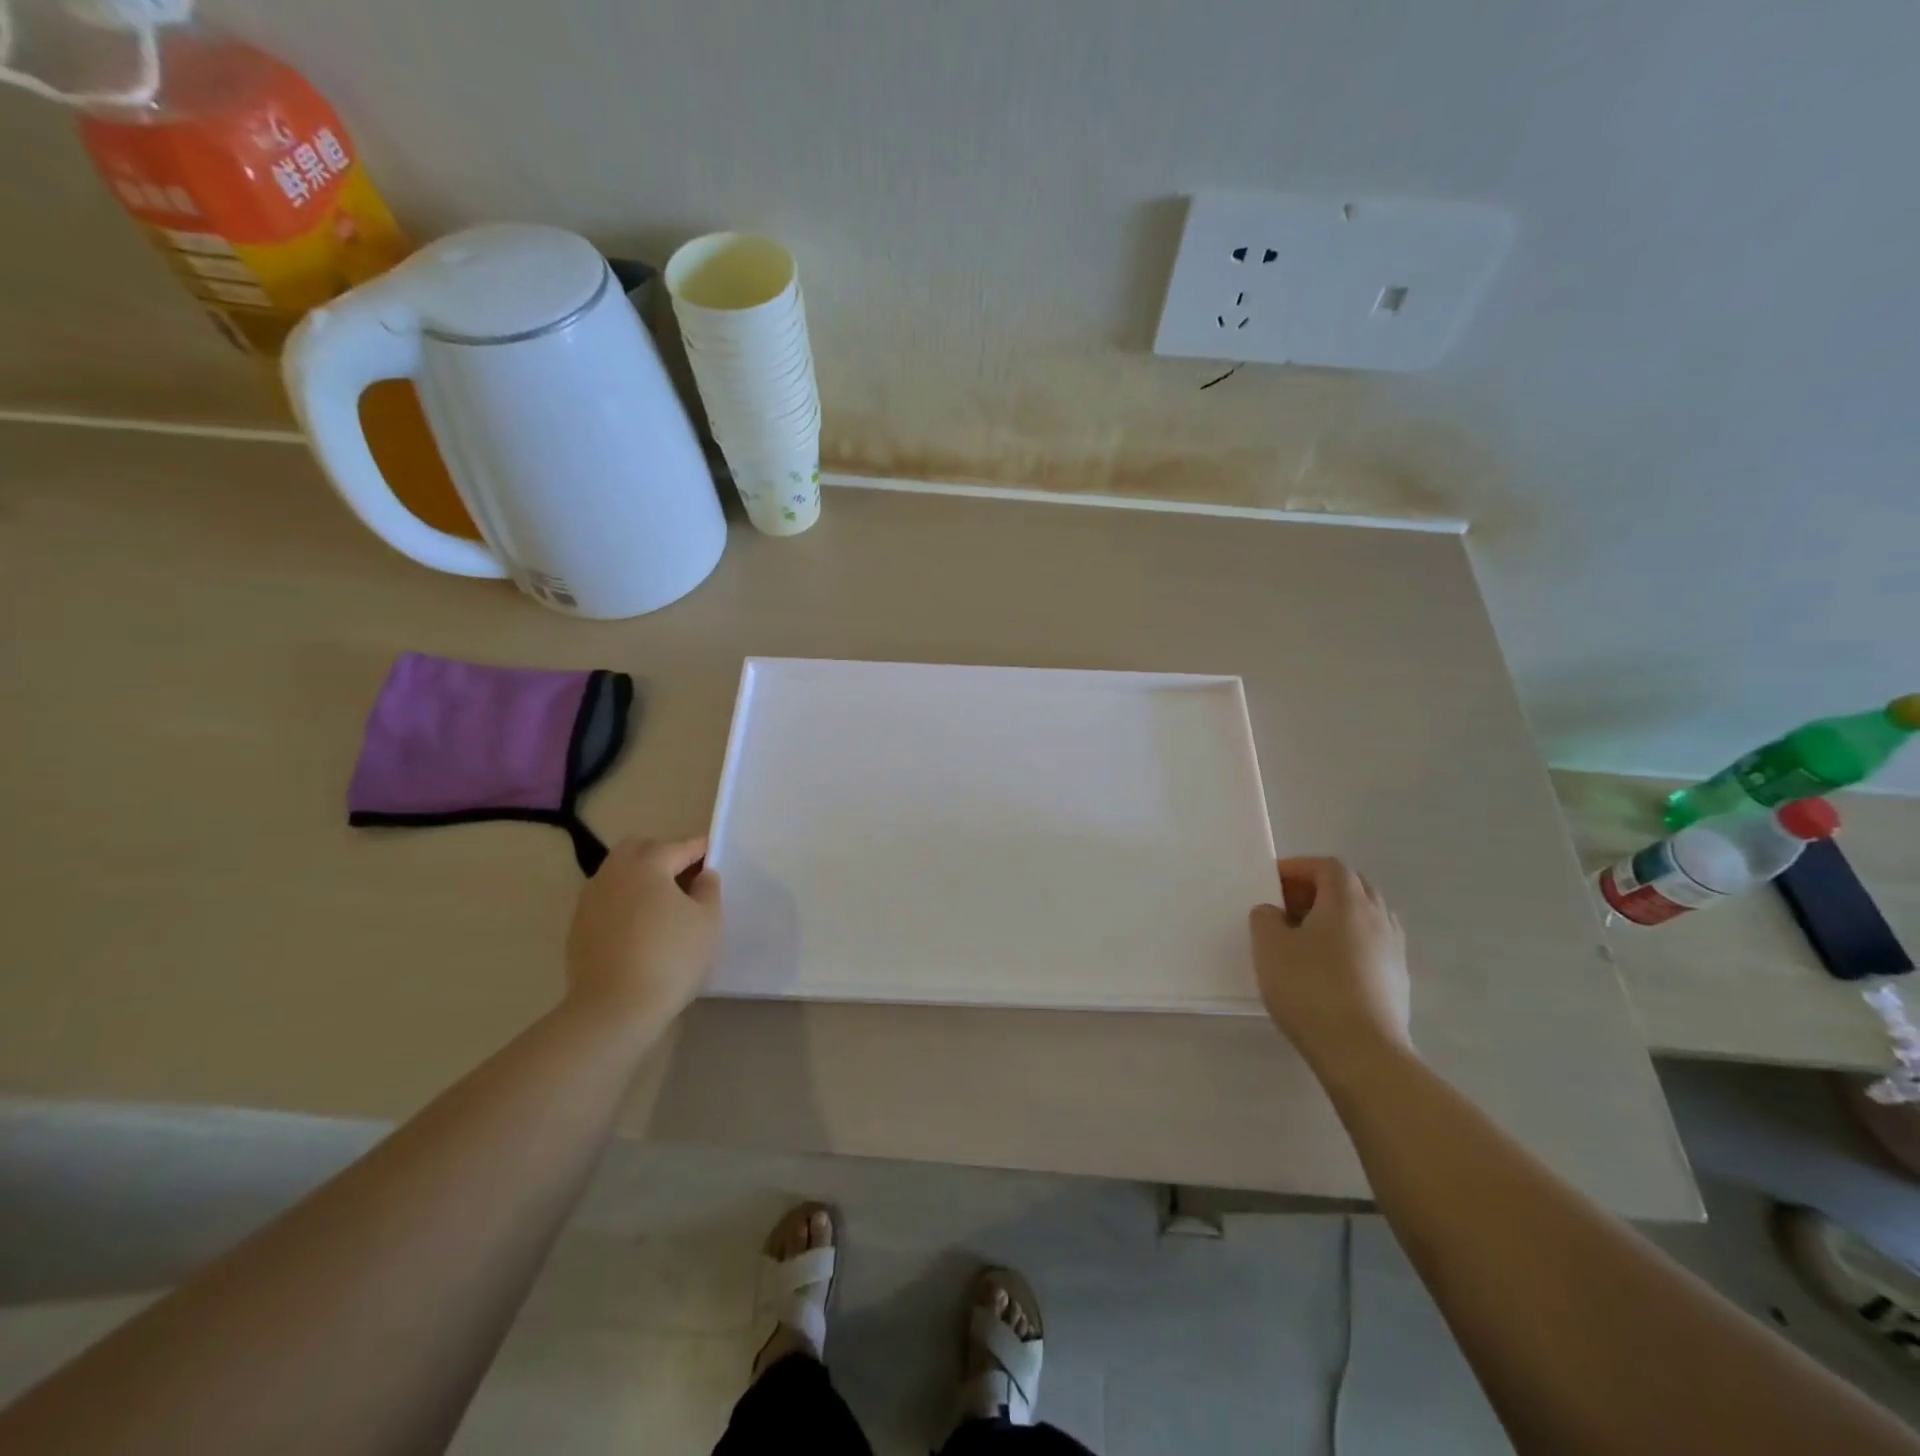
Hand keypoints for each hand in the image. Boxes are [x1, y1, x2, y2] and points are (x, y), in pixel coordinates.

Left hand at [565, 836, 720, 1029]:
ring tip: (662, 902)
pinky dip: (624, 901)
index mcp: (648, 865)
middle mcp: (613, 873)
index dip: (699, 849)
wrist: (614, 1008)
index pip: (679, 847)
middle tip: (684, 876)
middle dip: (662, 854)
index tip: (713, 854)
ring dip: (639, 877)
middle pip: (639, 849)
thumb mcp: (708, 921)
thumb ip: (708, 889)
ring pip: (617, 873)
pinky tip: (639, 926)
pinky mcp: (578, 927)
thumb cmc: (671, 958)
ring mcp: (590, 900)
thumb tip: (701, 875)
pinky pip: (606, 900)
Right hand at [1249, 856, 1412, 1069]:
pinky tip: (1327, 968)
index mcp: (1347, 900)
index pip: (1327, 866)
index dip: (1298, 868)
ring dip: (1336, 916)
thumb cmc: (1310, 989)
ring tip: (1306, 938)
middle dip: (1318, 889)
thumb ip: (1265, 918)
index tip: (1271, 883)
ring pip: (1365, 916)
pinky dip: (1349, 943)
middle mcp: (1377, 917)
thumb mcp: (1269, 947)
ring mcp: (1394, 949)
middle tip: (1287, 907)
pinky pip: (1372, 944)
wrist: (1363, 1053)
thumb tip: (1275, 913)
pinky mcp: (1399, 980)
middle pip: (1351, 886)